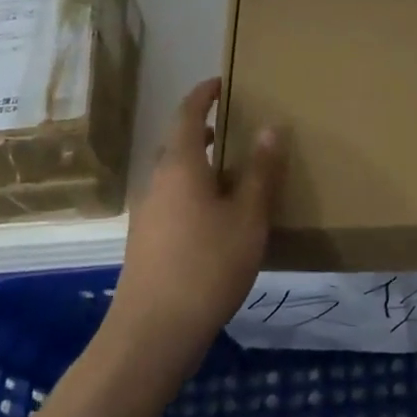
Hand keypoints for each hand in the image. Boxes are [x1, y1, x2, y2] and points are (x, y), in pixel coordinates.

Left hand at [104, 78, 285, 382]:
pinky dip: (193, 191)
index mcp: (179, 166)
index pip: (187, 114)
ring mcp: (147, 213)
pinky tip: (217, 218)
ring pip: (174, 174)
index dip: (203, 94)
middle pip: (177, 143)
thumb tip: (270, 127)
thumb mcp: (247, 217)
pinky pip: (172, 199)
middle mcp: (157, 182)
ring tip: (233, 173)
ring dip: (199, 164)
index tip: (221, 82)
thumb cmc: (207, 266)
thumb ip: (260, 172)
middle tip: (234, 128)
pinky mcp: (146, 241)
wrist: (152, 334)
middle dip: (202, 130)